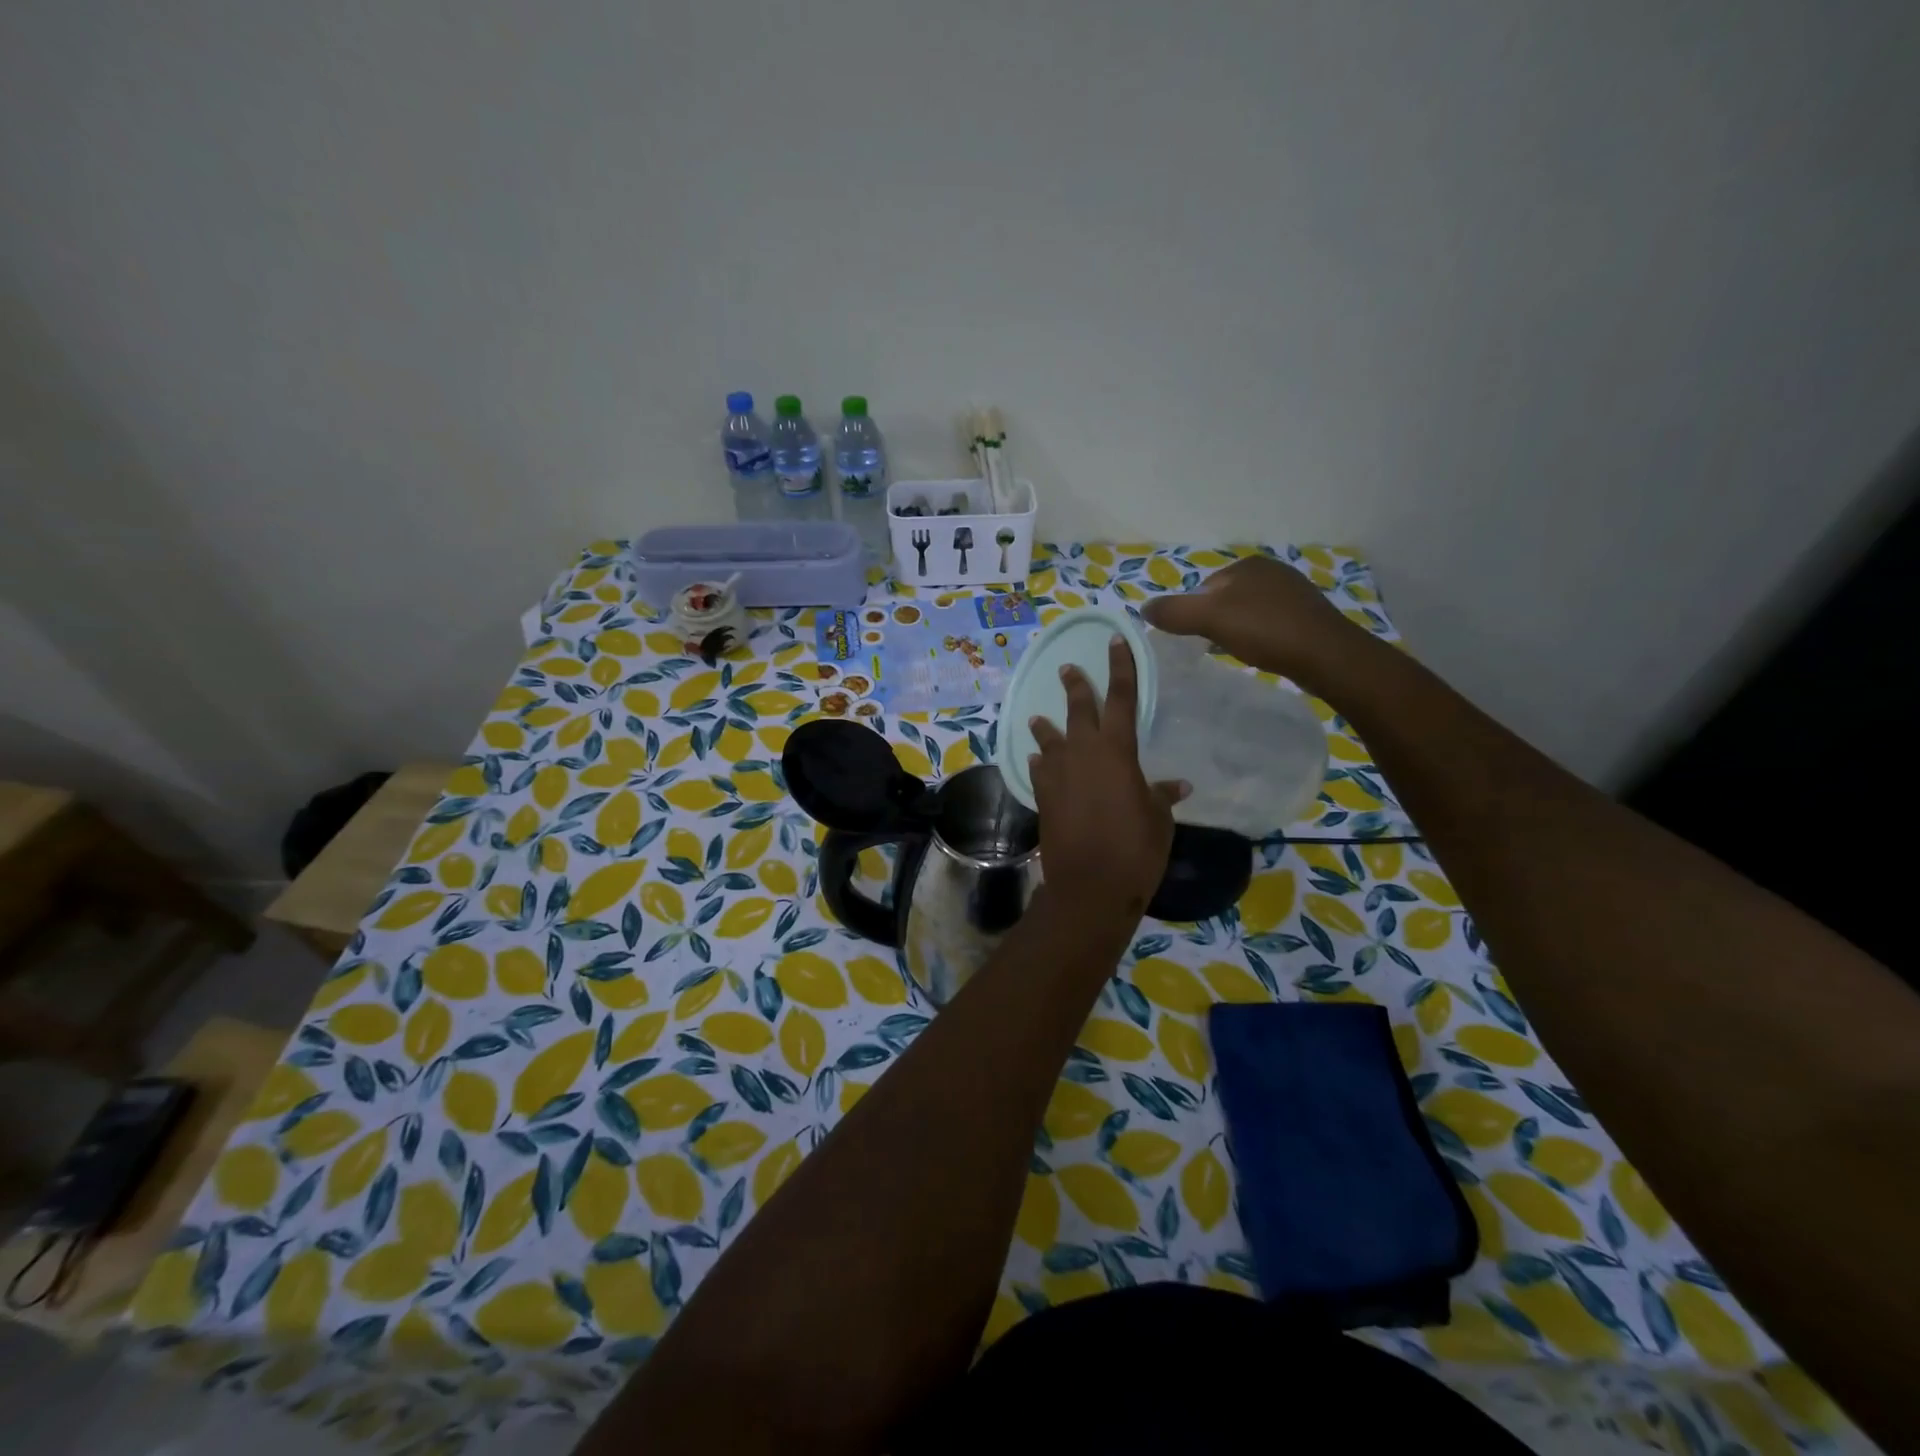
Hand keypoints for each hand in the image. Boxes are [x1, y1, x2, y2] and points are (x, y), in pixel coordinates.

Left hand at [1028, 634, 1185, 918]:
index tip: (1115, 641)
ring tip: (1039, 718)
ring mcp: (1057, 774)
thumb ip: (1161, 795)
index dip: (1120, 667)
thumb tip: (1176, 784)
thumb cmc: (1135, 848)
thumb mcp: (1158, 819)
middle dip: (1075, 687)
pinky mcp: (1043, 796)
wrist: (1090, 885)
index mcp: (1116, 750)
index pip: (1120, 697)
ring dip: (1047, 727)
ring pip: (1050, 739)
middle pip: (1078, 710)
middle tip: (1068, 669)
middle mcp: (1082, 753)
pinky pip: (1040, 770)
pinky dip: (1041, 762)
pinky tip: (1038, 761)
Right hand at [1142, 555, 1367, 689]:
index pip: (1204, 586)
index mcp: (1248, 564)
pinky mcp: (1308, 617)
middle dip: (1214, 621)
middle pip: (1225, 599)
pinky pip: (1269, 624)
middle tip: (1211, 647)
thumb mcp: (1209, 619)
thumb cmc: (1265, 631)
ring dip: (1236, 630)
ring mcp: (1293, 593)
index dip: (1193, 612)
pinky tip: (1260, 654)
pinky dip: (1258, 637)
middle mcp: (1272, 571)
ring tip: (1235, 652)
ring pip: (1248, 612)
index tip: (1193, 637)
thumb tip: (1143, 608)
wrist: (1326, 656)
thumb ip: (1173, 611)